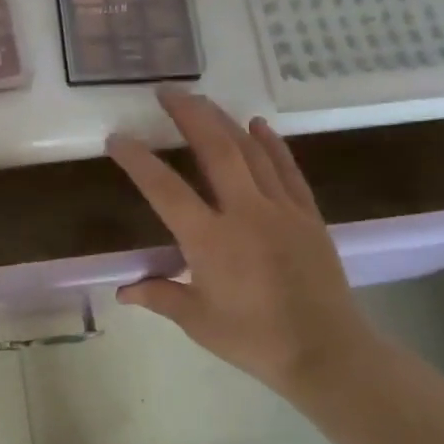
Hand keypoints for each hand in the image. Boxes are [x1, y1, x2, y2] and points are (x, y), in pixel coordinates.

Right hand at [108, 90, 376, 397]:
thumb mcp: (196, 320)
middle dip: (190, 115)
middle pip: (216, 150)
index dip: (138, 160)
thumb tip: (122, 291)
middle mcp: (245, 213)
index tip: (117, 138)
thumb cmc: (253, 339)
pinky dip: (272, 144)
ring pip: (251, 151)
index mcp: (210, 240)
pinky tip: (257, 124)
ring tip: (202, 100)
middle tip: (168, 91)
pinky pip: (287, 169)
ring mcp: (281, 209)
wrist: (326, 352)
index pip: (165, 189)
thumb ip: (159, 296)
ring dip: (224, 121)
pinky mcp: (307, 215)